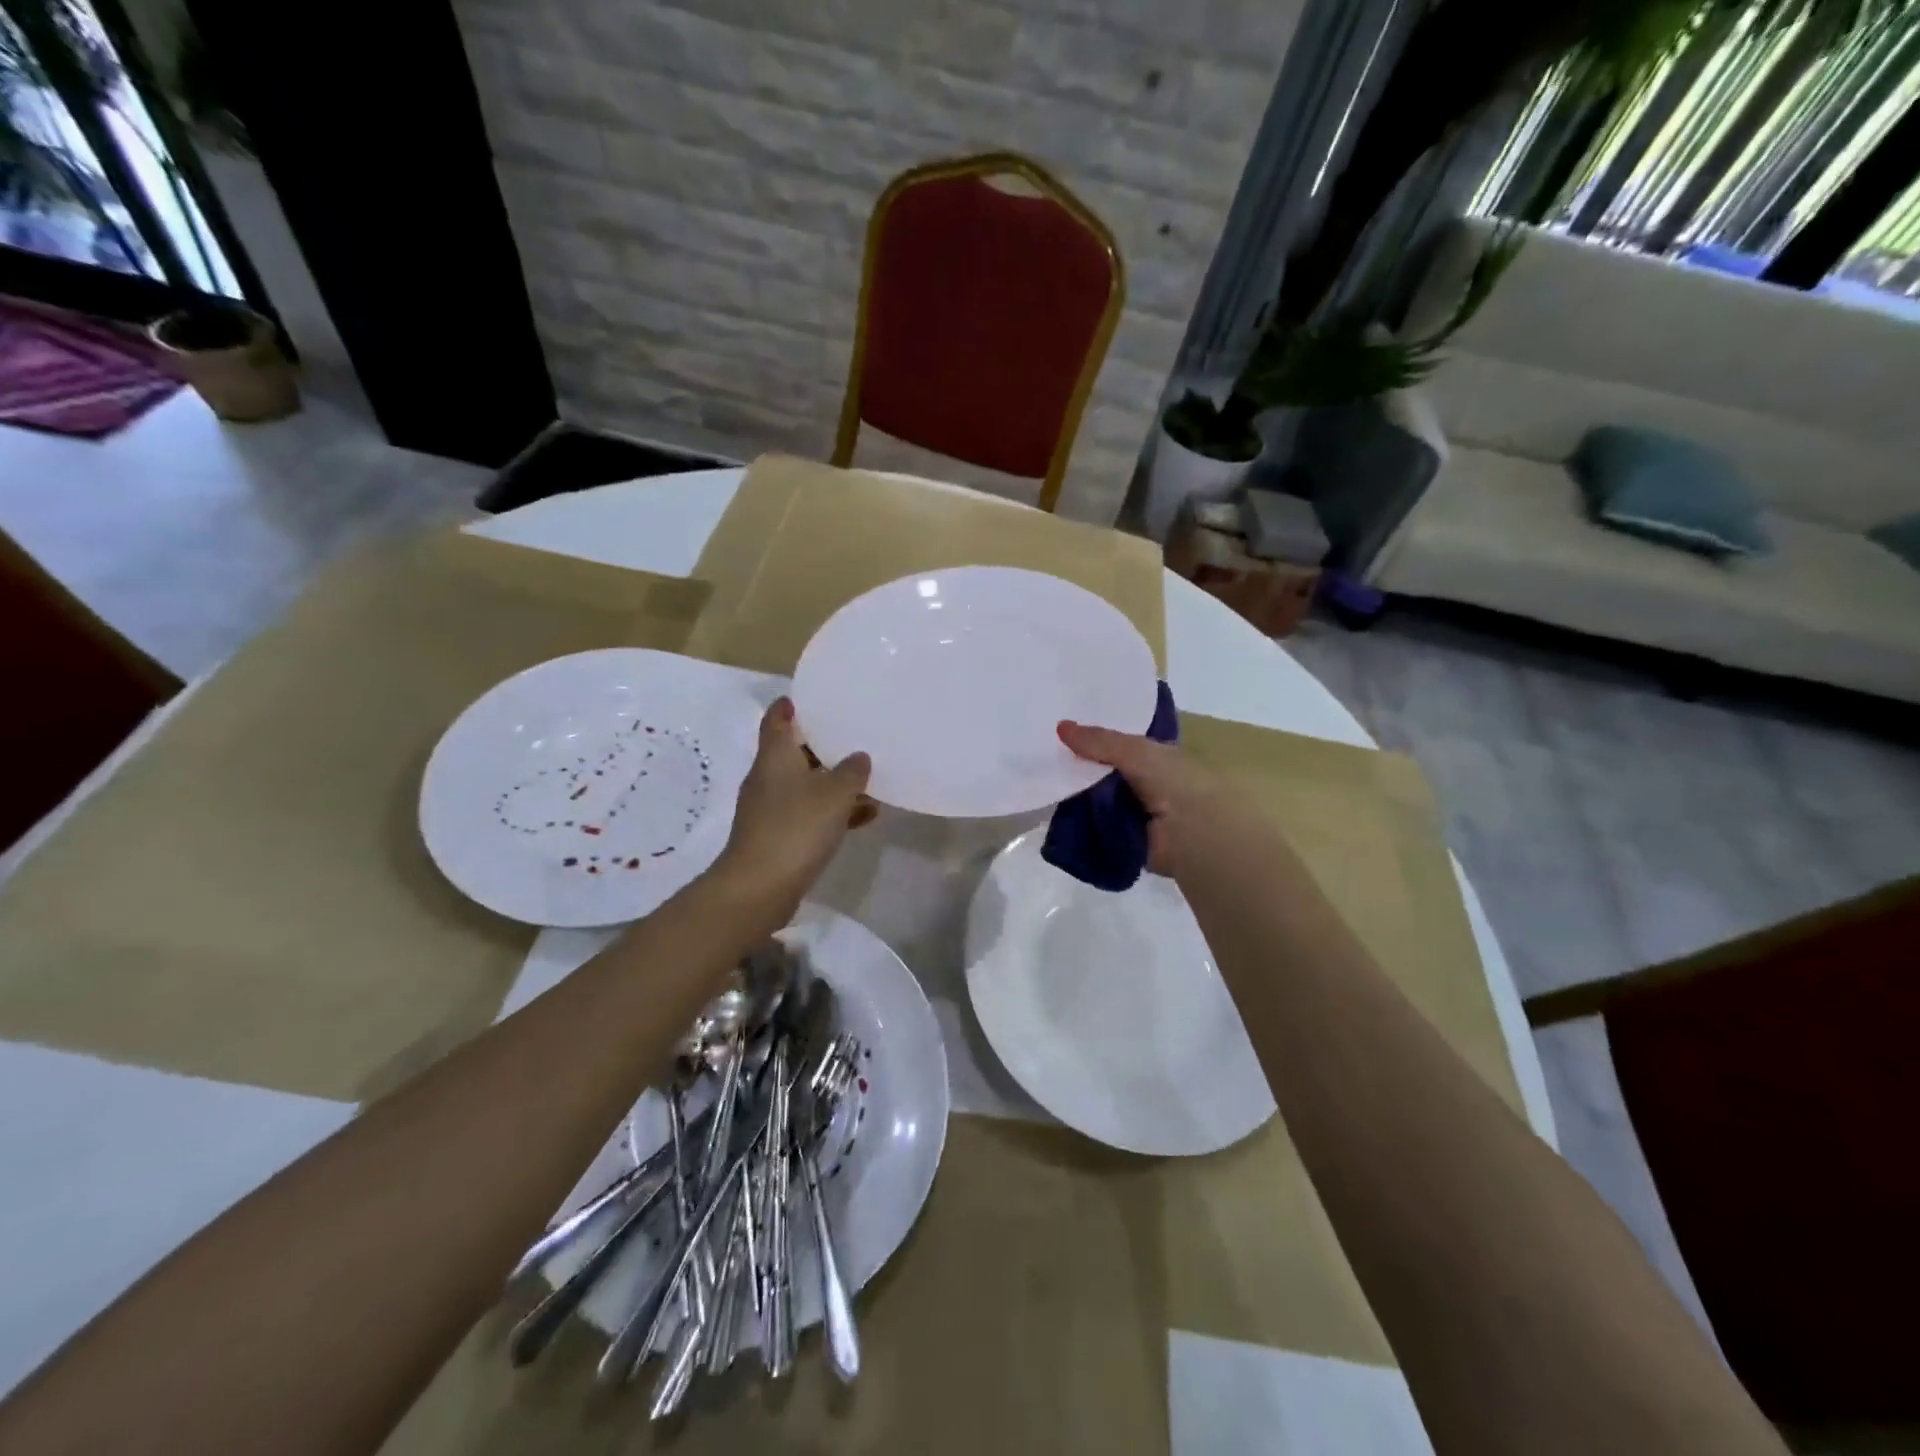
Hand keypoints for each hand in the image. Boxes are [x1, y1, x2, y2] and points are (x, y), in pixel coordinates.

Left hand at [713, 698, 874, 915]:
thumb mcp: (835, 793)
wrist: (761, 887)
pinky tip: (865, 816)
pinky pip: (811, 813)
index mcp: (775, 756)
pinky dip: (834, 811)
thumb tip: (859, 757)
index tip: (815, 698)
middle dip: (826, 746)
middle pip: (796, 752)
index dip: (792, 705)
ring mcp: (772, 808)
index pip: (777, 718)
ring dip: (836, 784)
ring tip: (871, 781)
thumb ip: (852, 771)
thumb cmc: (796, 826)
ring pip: (808, 785)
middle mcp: (769, 777)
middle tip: (856, 736)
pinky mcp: (780, 836)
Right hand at [1057, 720, 1222, 877]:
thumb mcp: (1136, 752)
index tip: (1061, 730)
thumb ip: (1100, 741)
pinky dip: (1077, 821)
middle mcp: (1142, 783)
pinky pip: (1093, 826)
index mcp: (1153, 758)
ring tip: (1039, 781)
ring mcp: (1132, 813)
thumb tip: (1060, 726)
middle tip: (1041, 755)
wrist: (1193, 835)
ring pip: (1095, 799)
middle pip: (1102, 772)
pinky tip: (1052, 812)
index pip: (1117, 743)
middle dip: (1078, 766)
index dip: (1092, 737)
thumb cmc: (1174, 782)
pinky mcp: (1121, 839)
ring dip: (1075, 795)